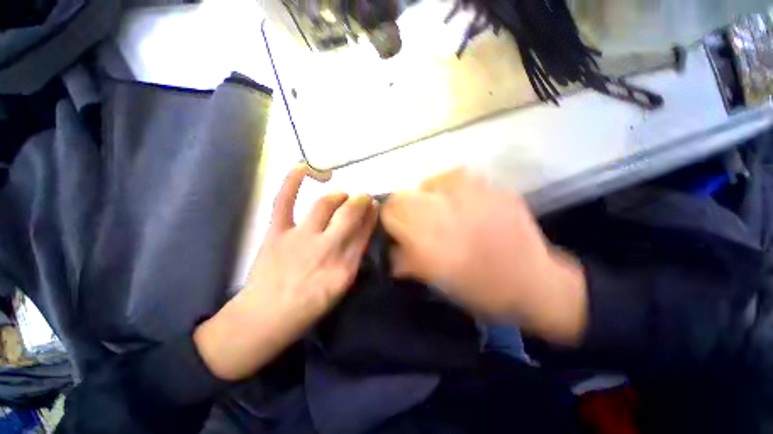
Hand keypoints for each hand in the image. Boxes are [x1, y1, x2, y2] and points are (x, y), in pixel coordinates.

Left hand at [195, 165, 377, 380]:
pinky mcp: (276, 233)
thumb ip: (354, 260)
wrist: (265, 318)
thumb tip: (362, 234)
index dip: (371, 215)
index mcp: (344, 268)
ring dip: (338, 195)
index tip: (375, 206)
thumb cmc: (308, 307)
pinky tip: (305, 168)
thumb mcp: (341, 288)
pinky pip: (284, 201)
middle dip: (360, 201)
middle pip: (349, 215)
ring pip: (325, 204)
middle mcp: (326, 249)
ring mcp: (300, 238)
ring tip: (342, 196)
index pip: (364, 232)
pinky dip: (292, 181)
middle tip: (363, 197)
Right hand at [381, 168, 586, 344]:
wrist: (533, 282)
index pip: (389, 211)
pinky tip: (463, 203)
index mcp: (426, 236)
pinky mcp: (490, 186)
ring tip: (443, 211)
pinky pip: (457, 177)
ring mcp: (469, 192)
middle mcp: (442, 208)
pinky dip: (452, 188)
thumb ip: (405, 260)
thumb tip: (390, 247)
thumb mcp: (434, 280)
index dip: (390, 220)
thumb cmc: (479, 288)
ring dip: (428, 196)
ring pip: (428, 182)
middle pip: (404, 195)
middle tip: (419, 222)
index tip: (398, 230)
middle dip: (404, 208)